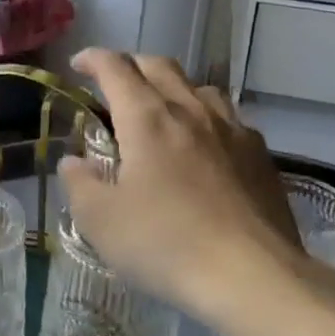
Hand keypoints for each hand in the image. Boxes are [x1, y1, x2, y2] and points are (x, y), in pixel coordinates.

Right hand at [58, 50, 334, 320]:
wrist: (253, 276)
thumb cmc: (166, 244)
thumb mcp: (100, 221)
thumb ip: (79, 183)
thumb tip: (74, 162)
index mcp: (147, 118)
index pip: (116, 68)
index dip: (94, 59)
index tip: (78, 65)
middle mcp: (191, 110)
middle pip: (160, 66)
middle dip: (132, 66)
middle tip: (115, 84)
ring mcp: (232, 130)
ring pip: (199, 87)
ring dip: (172, 88)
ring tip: (161, 110)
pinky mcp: (260, 155)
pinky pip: (228, 118)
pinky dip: (205, 117)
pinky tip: (205, 145)